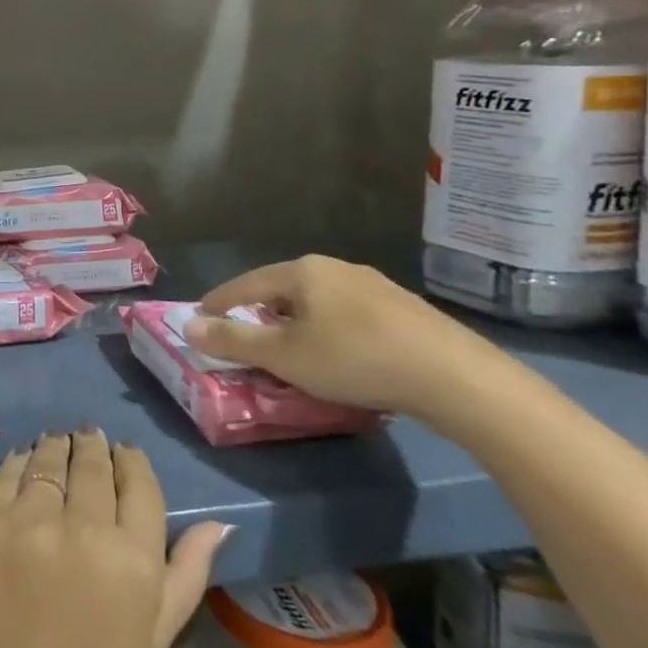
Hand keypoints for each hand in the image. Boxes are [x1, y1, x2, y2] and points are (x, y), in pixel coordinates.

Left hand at [0, 431, 229, 647]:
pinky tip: (25, 461)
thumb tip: (218, 523)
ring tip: (59, 441)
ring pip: (47, 459)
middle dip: (94, 446)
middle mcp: (79, 527)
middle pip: (91, 463)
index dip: (132, 462)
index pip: (138, 484)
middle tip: (90, 436)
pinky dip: (20, 462)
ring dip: (57, 446)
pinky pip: (5, 473)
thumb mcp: (153, 640)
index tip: (125, 452)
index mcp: (132, 560)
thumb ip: (186, 574)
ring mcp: (23, 519)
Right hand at [191, 254, 516, 422]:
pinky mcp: (406, 309)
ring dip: (297, 322)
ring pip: (319, 301)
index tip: (200, 318)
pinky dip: (330, 330)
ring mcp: (376, 286)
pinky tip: (340, 354)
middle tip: (244, 336)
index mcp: (302, 271)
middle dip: (260, 311)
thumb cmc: (356, 359)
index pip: (246, 284)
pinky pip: (350, 314)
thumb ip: (233, 341)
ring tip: (291, 348)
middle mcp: (337, 268)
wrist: (458, 378)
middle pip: (283, 289)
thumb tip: (189, 327)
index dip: (219, 303)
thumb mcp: (284, 356)